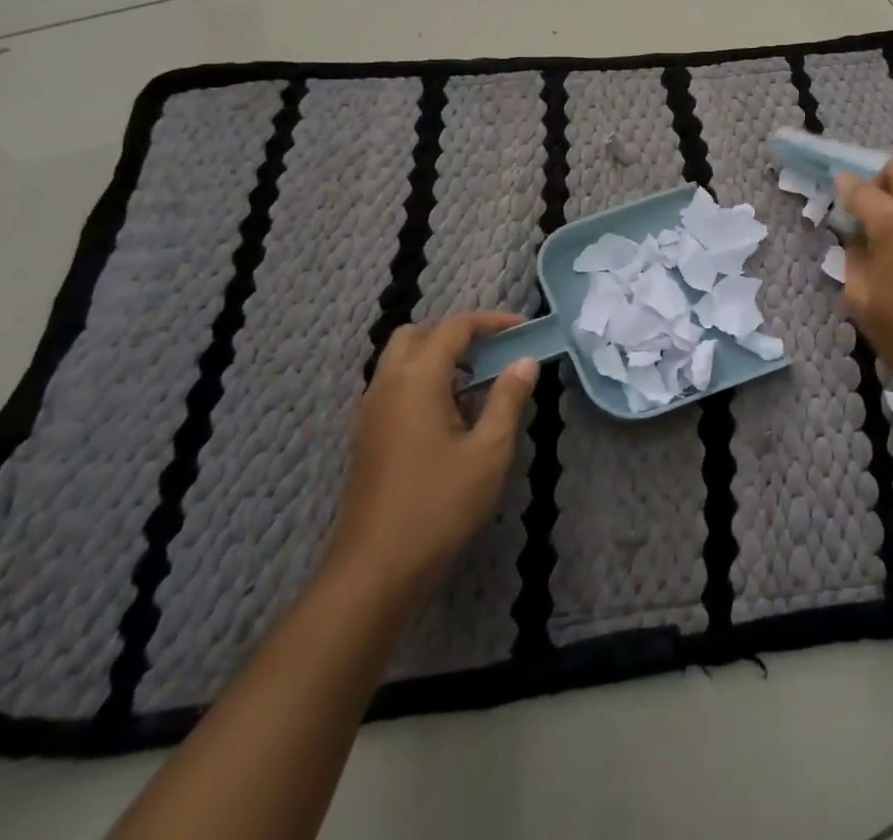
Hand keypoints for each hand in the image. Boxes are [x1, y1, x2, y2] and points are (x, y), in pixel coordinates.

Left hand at [322, 313, 538, 604]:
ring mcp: (370, 412)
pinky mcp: (366, 437)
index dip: (491, 322)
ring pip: (400, 360)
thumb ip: (509, 399)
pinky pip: (394, 387)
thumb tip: (525, 362)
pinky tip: (451, 413)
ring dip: (437, 356)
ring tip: (478, 379)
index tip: (524, 329)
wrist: (375, 571)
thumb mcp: (490, 451)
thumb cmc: (439, 505)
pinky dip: (423, 380)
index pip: (454, 328)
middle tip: (493, 349)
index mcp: (417, 380)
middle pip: (417, 334)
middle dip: (456, 333)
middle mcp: (387, 385)